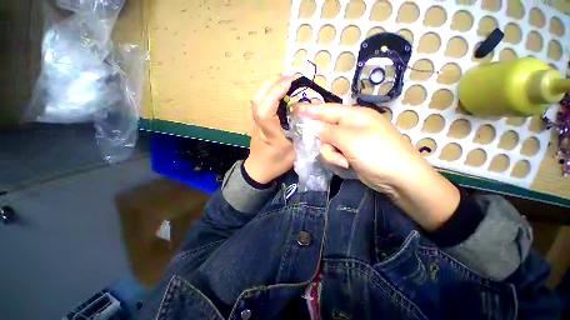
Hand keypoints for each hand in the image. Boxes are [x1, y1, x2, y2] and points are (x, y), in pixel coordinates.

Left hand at [243, 75, 296, 184]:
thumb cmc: (276, 164)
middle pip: (258, 99)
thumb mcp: (295, 153)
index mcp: (269, 134)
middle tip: (290, 77)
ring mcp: (256, 122)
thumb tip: (312, 118)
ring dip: (270, 85)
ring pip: (257, 99)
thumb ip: (303, 136)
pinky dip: (269, 92)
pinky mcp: (257, 121)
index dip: (275, 93)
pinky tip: (280, 92)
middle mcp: (259, 125)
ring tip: (286, 81)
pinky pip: (260, 102)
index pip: (265, 111)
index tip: (290, 82)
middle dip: (272, 83)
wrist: (258, 169)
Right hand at [298, 104, 459, 230]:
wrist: (400, 179)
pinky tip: (346, 164)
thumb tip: (310, 124)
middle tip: (320, 145)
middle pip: (325, 128)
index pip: (326, 110)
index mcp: (354, 115)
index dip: (309, 110)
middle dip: (323, 140)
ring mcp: (350, 140)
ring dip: (332, 153)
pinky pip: (334, 153)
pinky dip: (337, 159)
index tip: (294, 109)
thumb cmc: (378, 153)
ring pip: (327, 143)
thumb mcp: (351, 140)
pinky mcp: (350, 153)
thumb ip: (328, 132)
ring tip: (344, 160)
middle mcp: (351, 126)